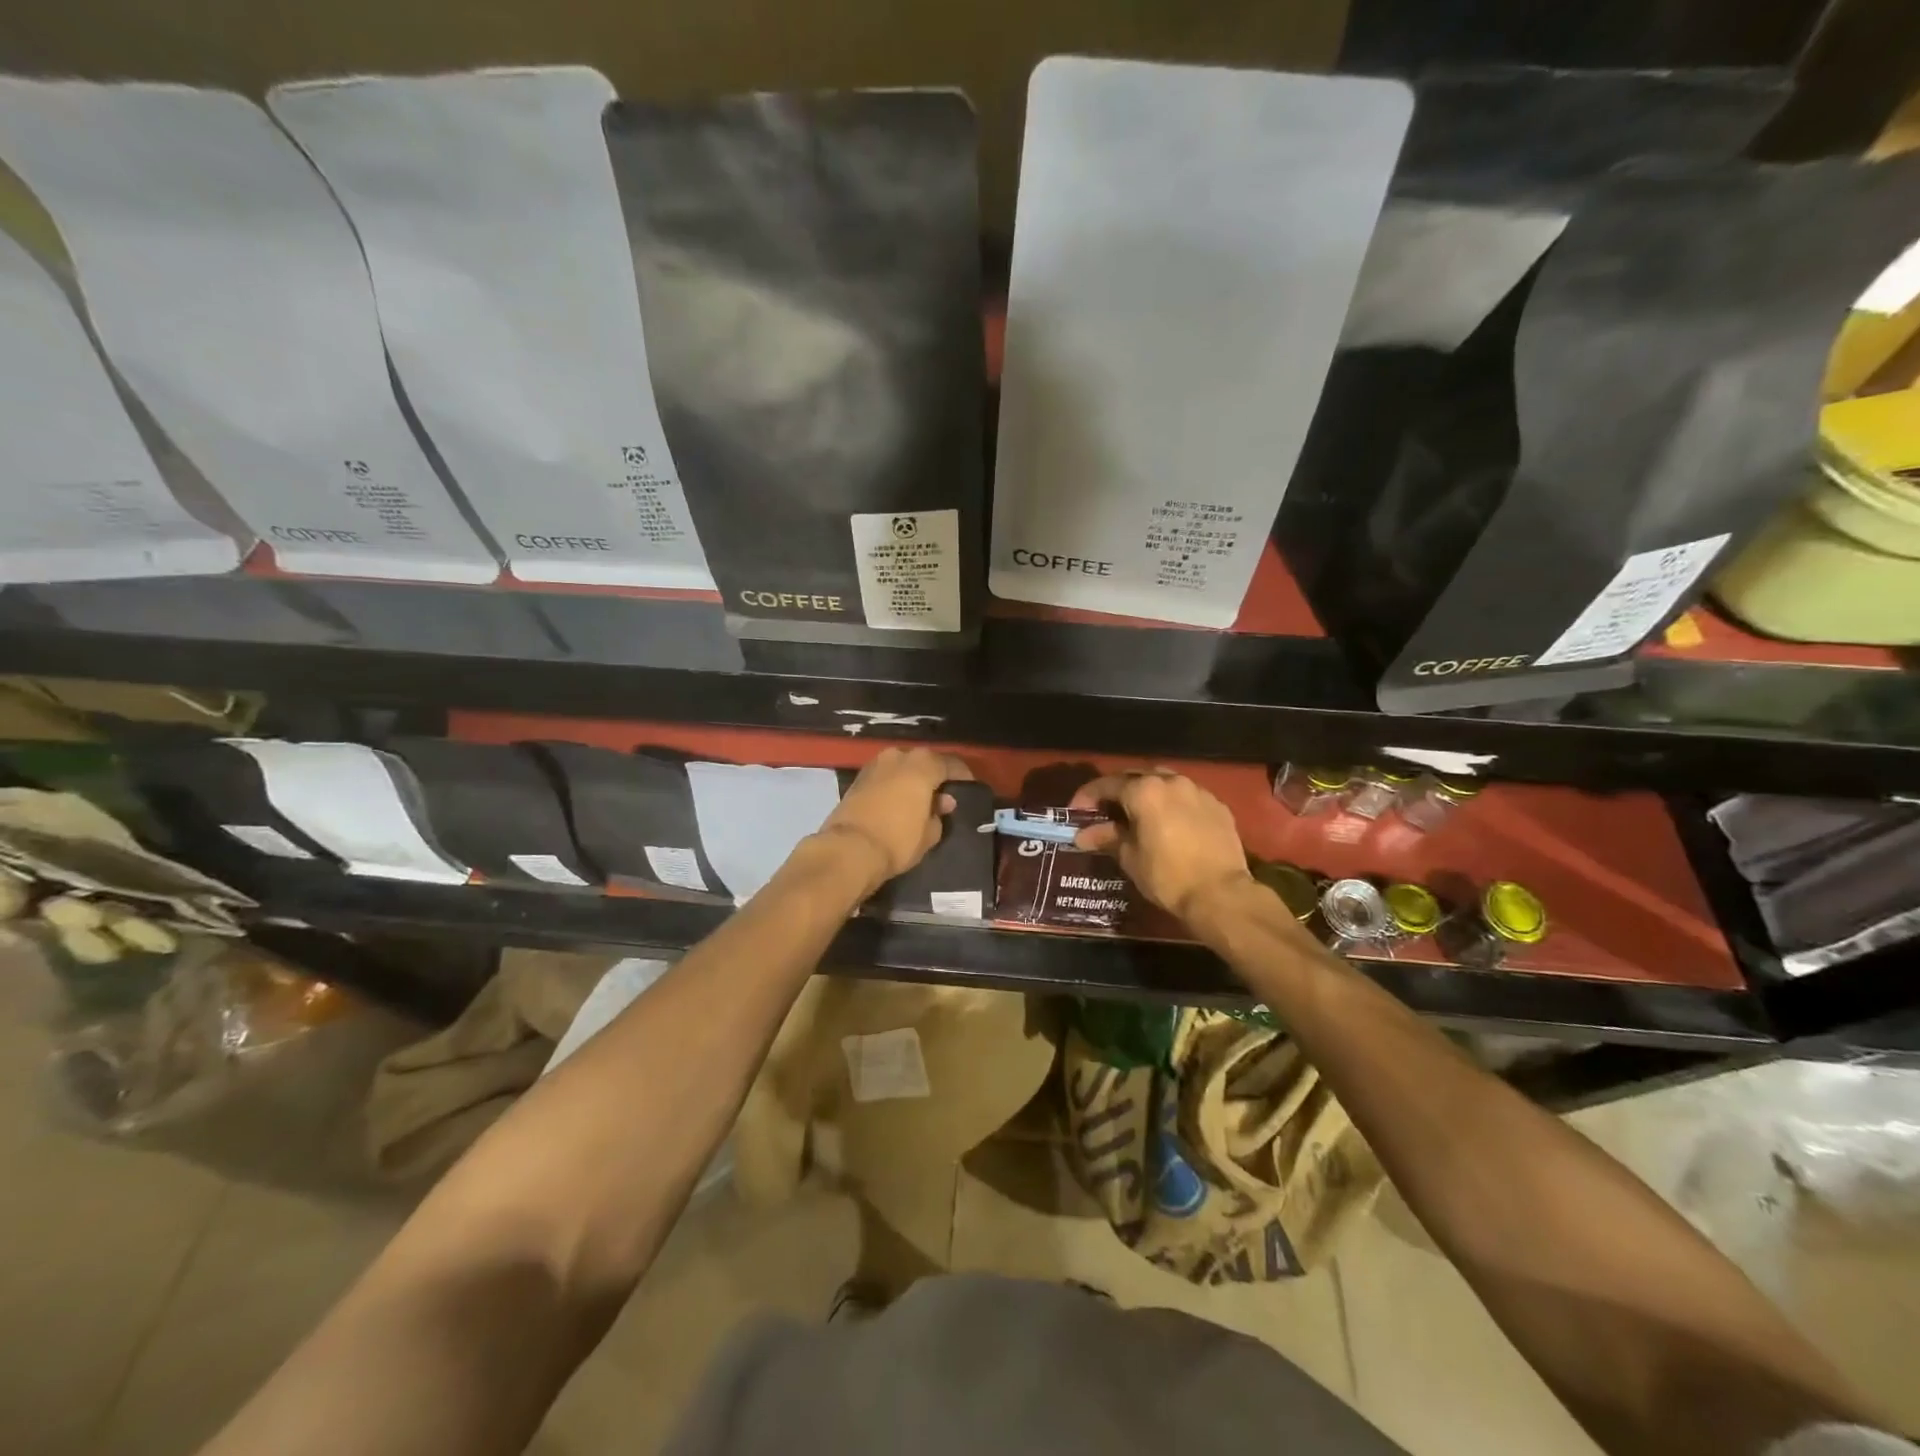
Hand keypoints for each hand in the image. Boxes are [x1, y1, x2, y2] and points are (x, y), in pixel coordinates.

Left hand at [815, 747, 972, 893]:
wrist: (849, 849)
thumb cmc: (897, 840)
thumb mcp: (929, 833)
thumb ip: (939, 814)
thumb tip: (942, 802)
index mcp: (922, 764)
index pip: (951, 764)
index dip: (962, 776)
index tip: (968, 788)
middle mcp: (899, 756)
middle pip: (924, 761)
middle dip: (934, 776)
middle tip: (943, 795)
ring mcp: (875, 765)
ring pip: (902, 767)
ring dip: (912, 779)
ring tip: (920, 799)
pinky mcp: (858, 779)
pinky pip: (885, 777)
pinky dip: (894, 785)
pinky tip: (898, 801)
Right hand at [1071, 769, 1253, 922]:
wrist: (1221, 894)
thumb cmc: (1167, 876)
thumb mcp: (1130, 858)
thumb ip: (1107, 838)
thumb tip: (1084, 835)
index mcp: (1144, 790)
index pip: (1107, 785)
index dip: (1087, 797)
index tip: (1076, 812)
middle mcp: (1171, 781)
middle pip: (1137, 777)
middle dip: (1118, 791)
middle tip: (1106, 811)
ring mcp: (1198, 791)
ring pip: (1165, 782)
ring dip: (1148, 793)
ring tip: (1139, 814)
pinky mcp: (1218, 806)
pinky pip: (1188, 796)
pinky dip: (1173, 804)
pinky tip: (1170, 823)